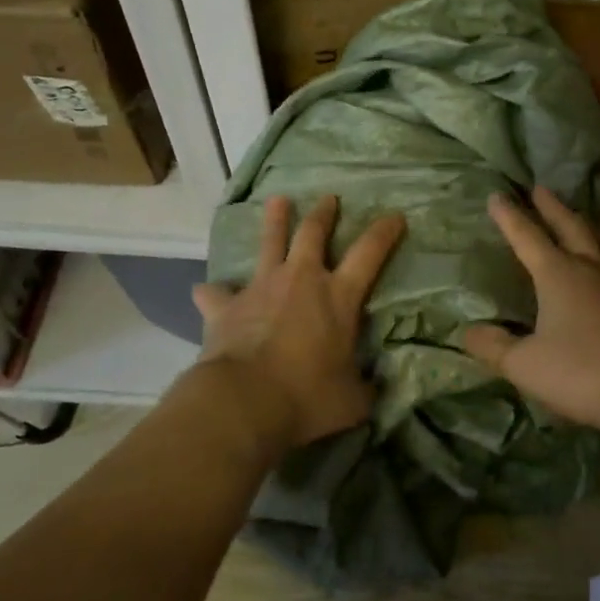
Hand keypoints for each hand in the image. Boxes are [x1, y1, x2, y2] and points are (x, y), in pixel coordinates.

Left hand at [192, 194, 405, 450]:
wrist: (243, 402)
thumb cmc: (306, 397)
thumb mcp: (352, 400)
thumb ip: (364, 388)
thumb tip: (373, 388)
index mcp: (338, 297)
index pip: (370, 253)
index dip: (384, 232)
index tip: (394, 216)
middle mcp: (301, 280)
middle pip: (313, 234)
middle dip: (324, 214)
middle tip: (328, 198)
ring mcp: (261, 288)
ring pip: (269, 243)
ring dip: (275, 220)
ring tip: (277, 200)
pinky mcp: (225, 306)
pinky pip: (216, 294)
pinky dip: (213, 293)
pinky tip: (205, 292)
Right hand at [462, 186, 599, 431]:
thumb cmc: (579, 374)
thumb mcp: (524, 365)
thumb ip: (493, 346)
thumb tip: (469, 331)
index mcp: (558, 274)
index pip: (527, 237)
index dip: (510, 217)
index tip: (497, 195)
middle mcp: (590, 267)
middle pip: (570, 225)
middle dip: (551, 206)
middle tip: (540, 188)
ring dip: (582, 223)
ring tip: (576, 216)